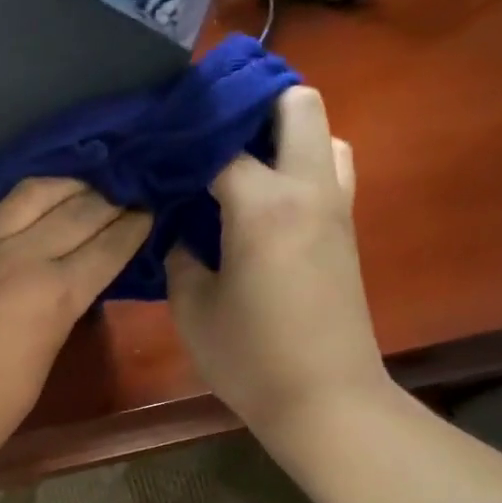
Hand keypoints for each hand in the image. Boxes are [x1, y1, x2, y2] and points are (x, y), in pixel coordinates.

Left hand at [0, 179, 150, 485]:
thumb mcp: (41, 365)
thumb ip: (60, 313)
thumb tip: (73, 282)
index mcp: (52, 295)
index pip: (108, 245)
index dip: (135, 226)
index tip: (149, 212)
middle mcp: (16, 257)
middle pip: (77, 210)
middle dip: (109, 199)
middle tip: (124, 196)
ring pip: (28, 193)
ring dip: (63, 186)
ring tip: (77, 189)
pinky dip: (6, 204)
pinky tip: (14, 208)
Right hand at [167, 86, 393, 447]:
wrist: (324, 398)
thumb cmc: (249, 357)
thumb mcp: (192, 308)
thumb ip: (180, 257)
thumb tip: (179, 230)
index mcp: (263, 204)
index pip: (219, 145)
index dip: (184, 142)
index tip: (155, 148)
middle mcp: (308, 189)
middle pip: (298, 104)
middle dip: (254, 106)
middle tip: (212, 137)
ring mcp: (336, 207)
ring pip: (325, 135)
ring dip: (285, 137)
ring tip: (242, 168)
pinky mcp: (346, 231)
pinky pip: (329, 172)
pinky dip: (299, 168)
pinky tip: (262, 204)